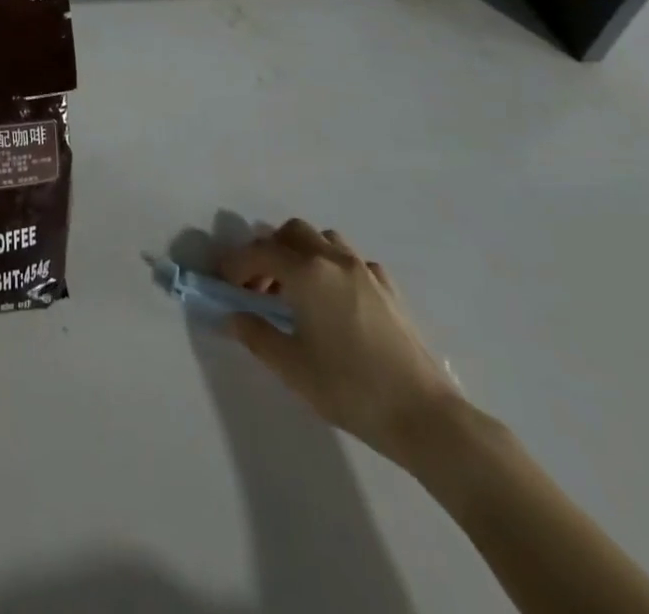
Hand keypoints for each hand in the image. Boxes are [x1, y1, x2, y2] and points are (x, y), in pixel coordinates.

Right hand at [220, 219, 463, 467]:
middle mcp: (334, 259)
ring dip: (302, 253)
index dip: (236, 263)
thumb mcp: (292, 367)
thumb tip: (233, 317)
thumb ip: (257, 335)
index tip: (223, 282)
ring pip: (324, 239)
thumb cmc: (350, 389)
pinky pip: (352, 261)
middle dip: (269, 251)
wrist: (424, 416)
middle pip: (292, 232)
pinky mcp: (388, 288)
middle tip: (258, 286)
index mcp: (307, 272)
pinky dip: (333, 268)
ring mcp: (365, 270)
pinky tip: (335, 300)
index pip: (260, 251)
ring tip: (296, 289)